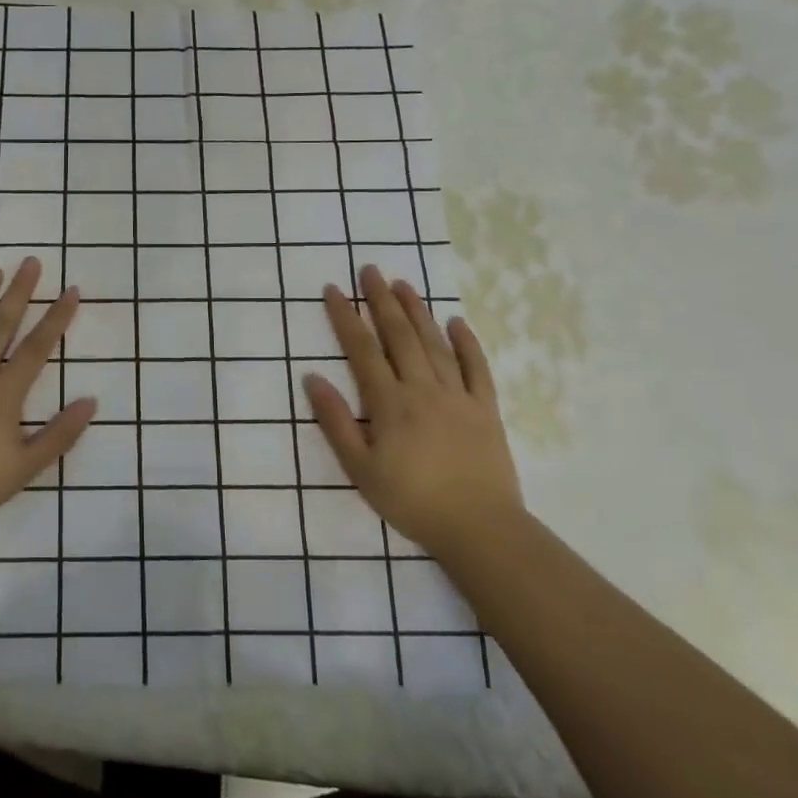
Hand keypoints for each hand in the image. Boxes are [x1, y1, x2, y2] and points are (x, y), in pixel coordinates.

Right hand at [302, 265, 524, 559]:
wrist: (479, 527)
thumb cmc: (411, 500)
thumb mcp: (360, 468)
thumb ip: (336, 422)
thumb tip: (312, 378)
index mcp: (389, 403)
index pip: (362, 349)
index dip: (346, 317)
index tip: (334, 289)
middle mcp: (422, 389)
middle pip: (399, 335)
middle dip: (381, 300)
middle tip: (370, 270)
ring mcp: (457, 396)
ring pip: (434, 344)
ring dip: (417, 311)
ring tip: (403, 284)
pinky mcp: (485, 409)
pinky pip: (476, 368)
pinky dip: (466, 343)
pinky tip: (456, 322)